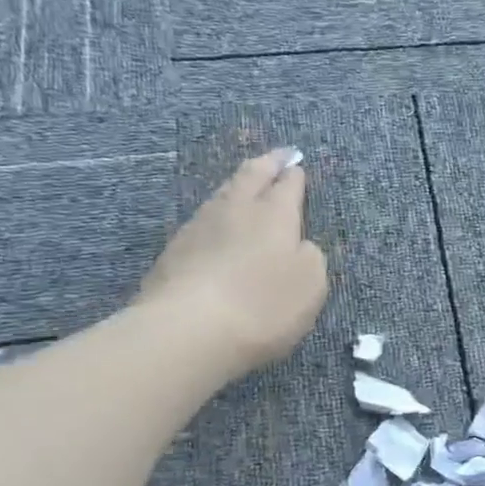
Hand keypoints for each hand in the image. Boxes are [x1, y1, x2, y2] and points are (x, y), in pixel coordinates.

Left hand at [136, 149, 327, 376]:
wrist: (188, 330)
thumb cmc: (263, 306)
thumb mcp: (310, 285)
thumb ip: (310, 258)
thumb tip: (298, 245)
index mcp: (274, 215)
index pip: (287, 186)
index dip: (294, 175)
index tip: (297, 164)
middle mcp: (235, 211)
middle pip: (250, 177)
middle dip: (267, 164)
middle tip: (278, 155)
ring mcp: (199, 228)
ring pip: (222, 195)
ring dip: (237, 186)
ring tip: (246, 184)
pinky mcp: (173, 252)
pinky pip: (202, 221)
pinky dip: (216, 216)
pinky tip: (217, 224)